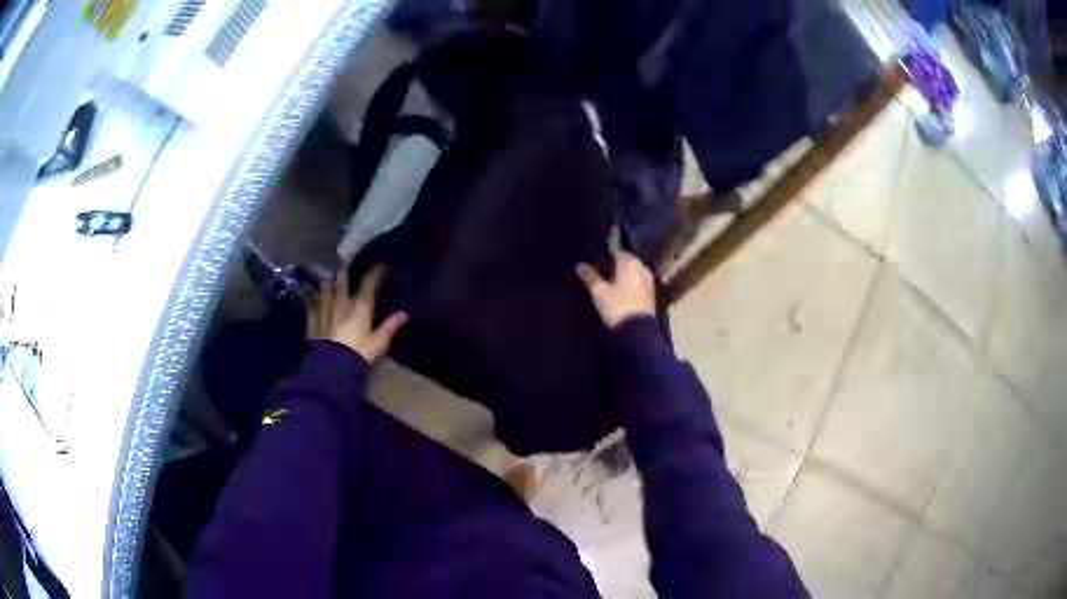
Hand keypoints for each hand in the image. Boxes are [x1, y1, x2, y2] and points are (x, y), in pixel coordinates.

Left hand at [307, 266, 407, 362]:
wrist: (333, 365)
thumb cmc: (359, 353)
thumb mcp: (379, 342)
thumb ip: (390, 326)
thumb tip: (403, 314)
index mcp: (360, 307)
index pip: (369, 285)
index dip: (375, 274)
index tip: (380, 266)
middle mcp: (341, 303)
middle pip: (341, 281)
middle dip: (343, 271)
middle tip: (343, 263)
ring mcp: (325, 309)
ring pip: (324, 289)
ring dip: (326, 282)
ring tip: (326, 278)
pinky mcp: (313, 319)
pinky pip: (311, 303)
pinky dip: (311, 298)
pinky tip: (310, 296)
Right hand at [576, 249, 656, 328]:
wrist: (638, 331)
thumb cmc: (617, 306)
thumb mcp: (599, 292)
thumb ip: (590, 276)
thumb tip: (580, 265)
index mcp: (630, 262)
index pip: (617, 249)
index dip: (607, 250)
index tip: (597, 251)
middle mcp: (642, 267)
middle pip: (626, 260)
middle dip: (615, 262)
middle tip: (600, 265)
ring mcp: (648, 280)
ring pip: (632, 271)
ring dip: (622, 273)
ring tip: (608, 277)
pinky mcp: (650, 293)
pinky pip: (637, 281)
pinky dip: (629, 282)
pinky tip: (619, 288)